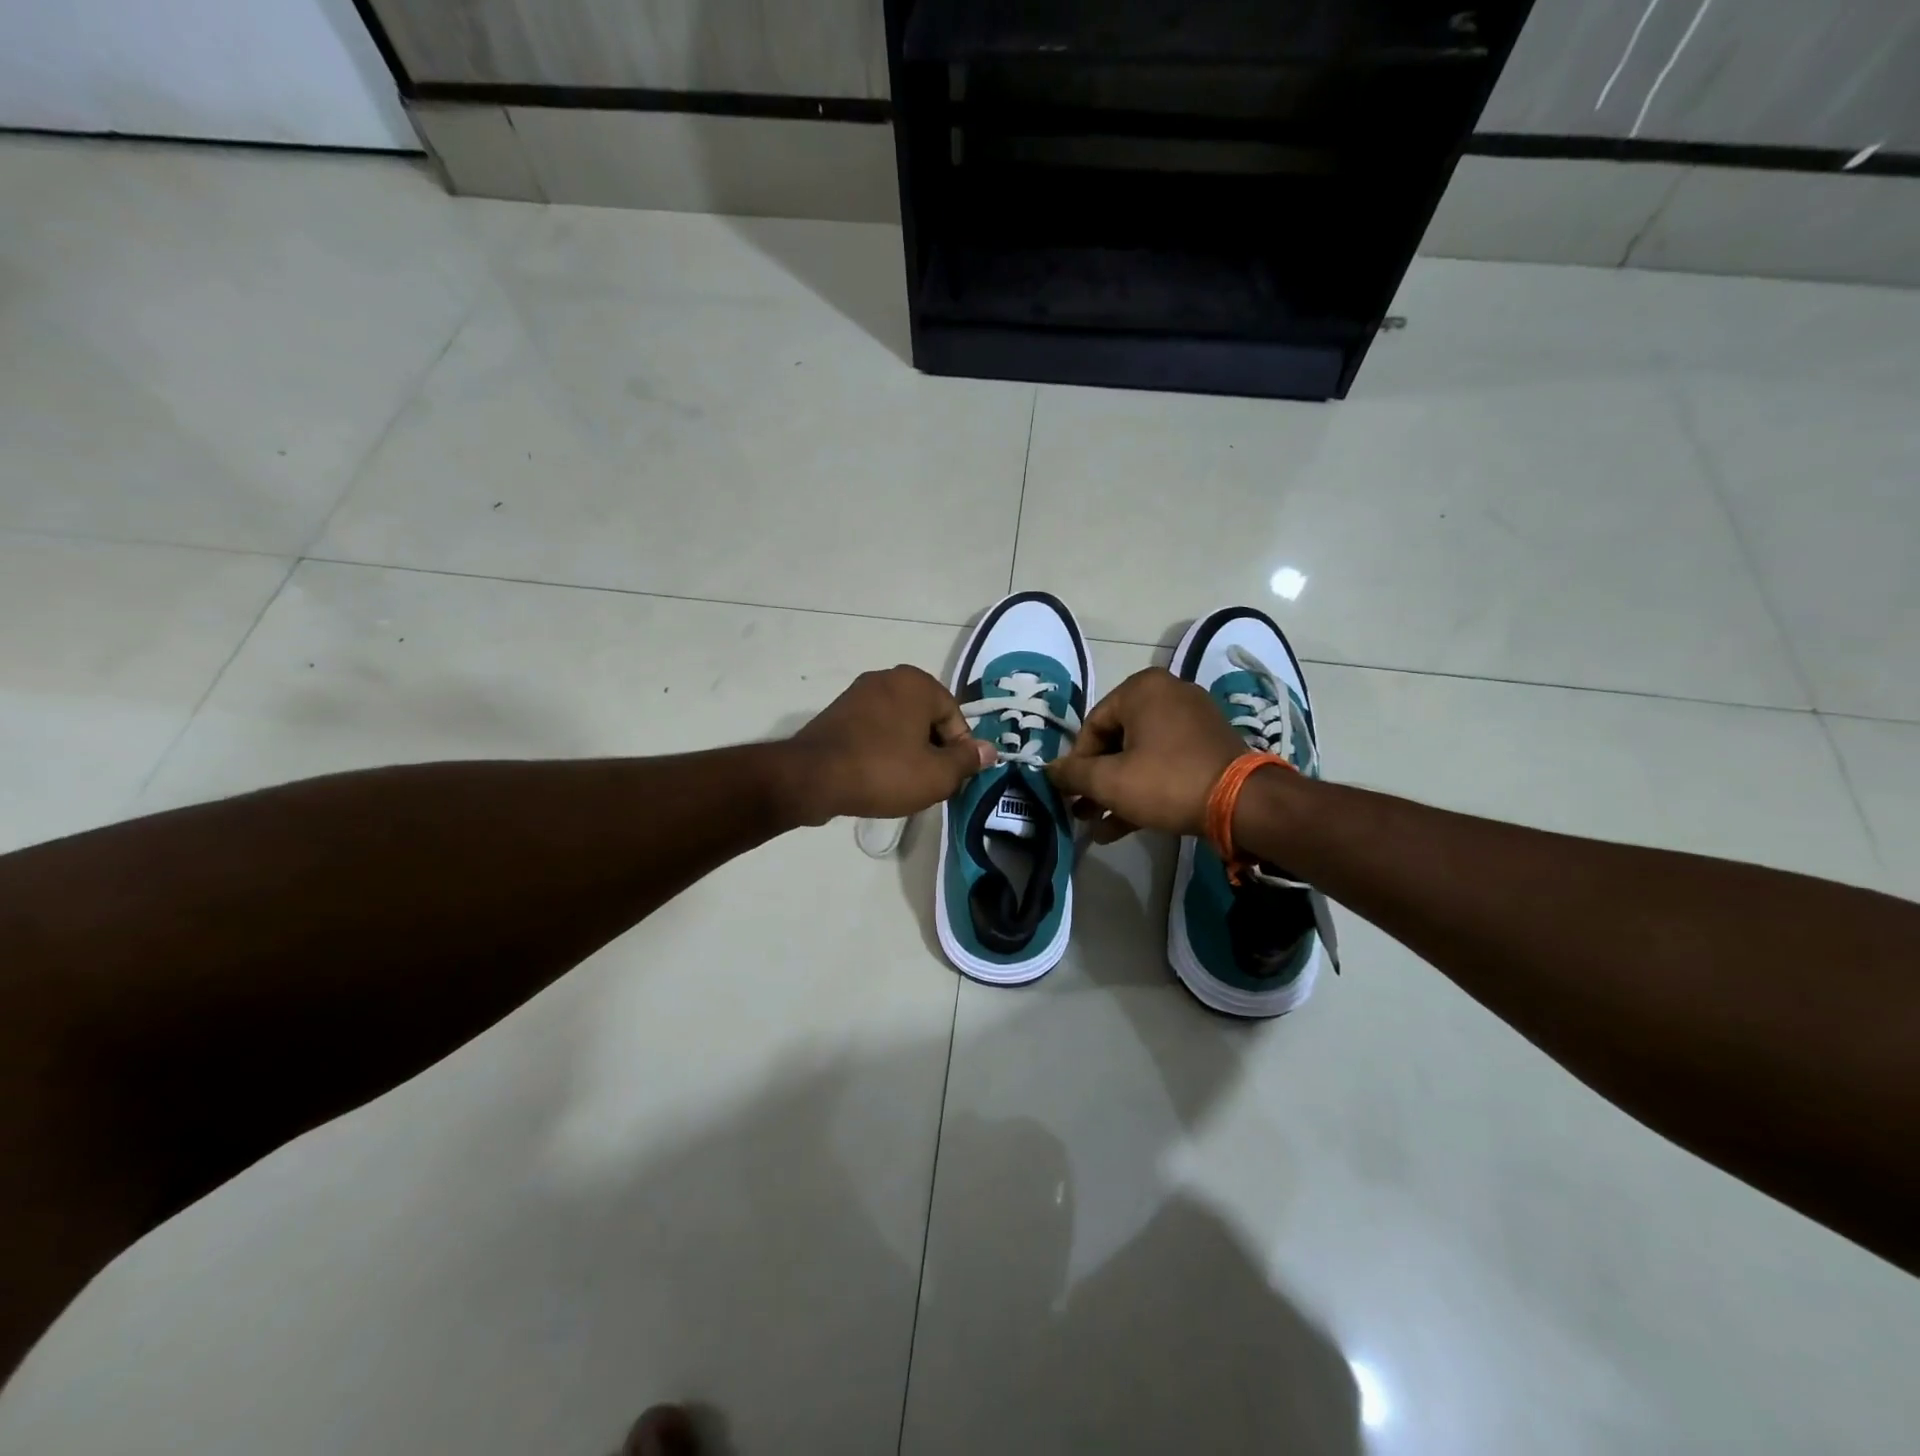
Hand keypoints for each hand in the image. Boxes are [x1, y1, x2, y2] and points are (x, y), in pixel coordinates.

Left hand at [781, 665, 993, 825]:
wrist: (813, 777)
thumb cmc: (883, 771)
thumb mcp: (937, 775)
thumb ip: (967, 761)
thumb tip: (990, 750)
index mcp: (917, 683)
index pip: (955, 717)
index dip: (958, 751)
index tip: (950, 779)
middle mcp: (889, 678)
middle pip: (927, 718)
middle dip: (933, 749)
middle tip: (928, 782)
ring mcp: (859, 693)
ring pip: (900, 725)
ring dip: (907, 750)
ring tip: (902, 783)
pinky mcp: (838, 712)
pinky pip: (874, 730)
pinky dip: (882, 749)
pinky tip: (877, 775)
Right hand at [1046, 668, 1244, 840]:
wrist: (1242, 803)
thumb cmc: (1166, 781)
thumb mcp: (1109, 781)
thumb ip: (1072, 774)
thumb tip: (1048, 771)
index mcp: (1142, 689)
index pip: (1092, 725)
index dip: (1076, 763)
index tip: (1071, 793)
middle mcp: (1168, 694)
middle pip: (1116, 741)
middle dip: (1096, 781)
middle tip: (1081, 810)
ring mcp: (1192, 720)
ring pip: (1140, 756)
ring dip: (1116, 791)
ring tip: (1096, 825)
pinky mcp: (1208, 746)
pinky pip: (1164, 762)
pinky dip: (1143, 788)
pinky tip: (1121, 826)